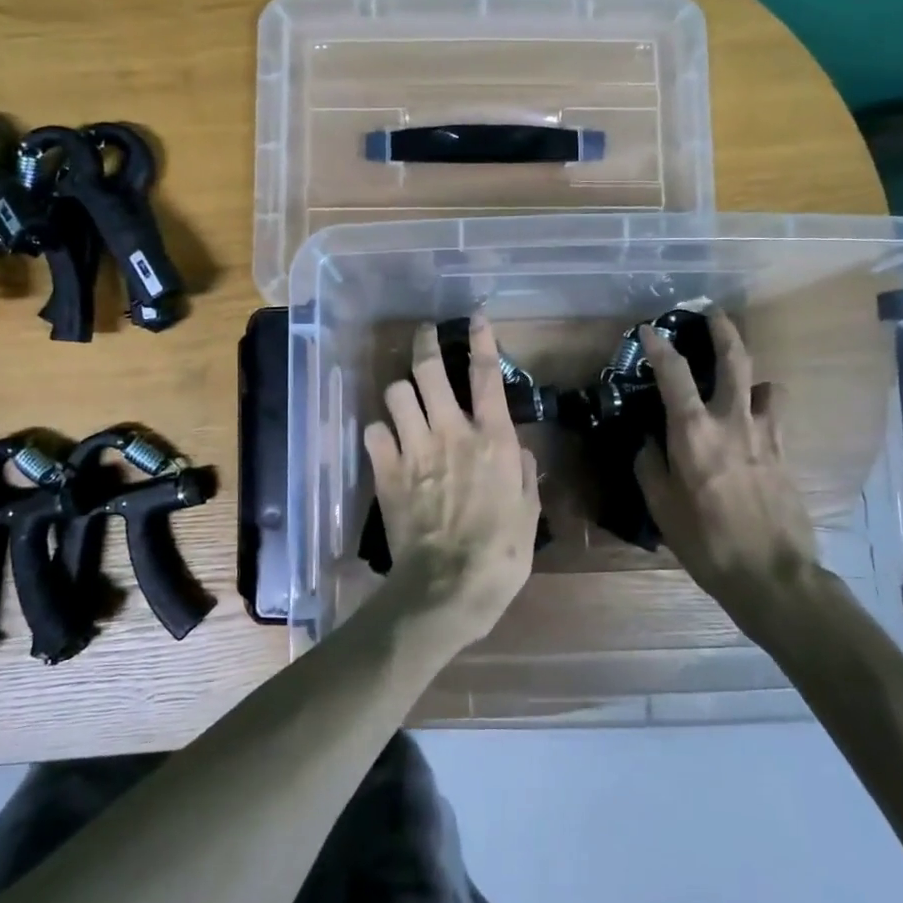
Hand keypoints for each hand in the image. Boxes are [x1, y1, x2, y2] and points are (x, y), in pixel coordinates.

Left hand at [364, 315, 540, 645]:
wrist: (448, 586)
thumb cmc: (501, 553)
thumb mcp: (529, 512)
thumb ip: (525, 474)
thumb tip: (519, 452)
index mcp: (493, 438)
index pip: (485, 374)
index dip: (480, 339)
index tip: (475, 316)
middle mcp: (451, 431)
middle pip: (429, 369)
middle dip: (424, 343)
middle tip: (424, 334)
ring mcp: (414, 448)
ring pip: (396, 393)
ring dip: (401, 391)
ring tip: (405, 399)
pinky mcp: (386, 470)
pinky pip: (373, 431)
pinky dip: (379, 432)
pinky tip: (386, 442)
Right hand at [634, 306, 816, 608]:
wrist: (772, 574)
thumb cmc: (707, 542)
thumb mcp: (662, 507)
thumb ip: (650, 467)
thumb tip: (649, 443)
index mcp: (694, 433)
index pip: (674, 374)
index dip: (659, 346)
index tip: (649, 329)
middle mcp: (732, 421)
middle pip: (735, 360)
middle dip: (724, 330)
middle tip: (713, 313)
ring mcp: (765, 435)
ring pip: (764, 385)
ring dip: (750, 375)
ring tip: (740, 380)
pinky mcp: (785, 453)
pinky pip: (774, 416)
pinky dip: (762, 408)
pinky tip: (752, 425)